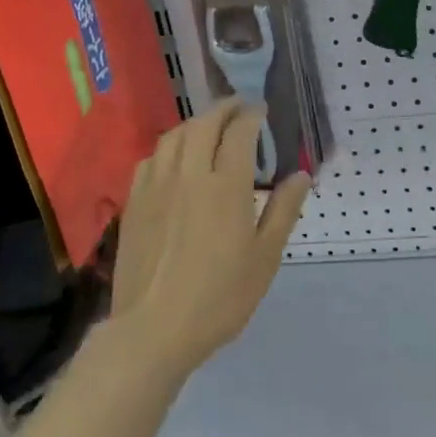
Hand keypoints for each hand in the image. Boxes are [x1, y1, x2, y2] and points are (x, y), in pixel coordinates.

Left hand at [111, 97, 310, 378]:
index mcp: (225, 186)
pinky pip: (151, 159)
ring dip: (194, 123)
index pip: (239, 133)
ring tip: (208, 126)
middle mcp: (189, 175)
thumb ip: (284, 210)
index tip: (261, 110)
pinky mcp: (135, 202)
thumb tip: (301, 174)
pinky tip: (174, 158)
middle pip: (203, 125)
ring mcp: (156, 186)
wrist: (154, 328)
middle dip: (223, 109)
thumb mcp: (265, 257)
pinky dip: (169, 147)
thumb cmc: (220, 297)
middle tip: (238, 107)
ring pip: (174, 137)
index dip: (251, 115)